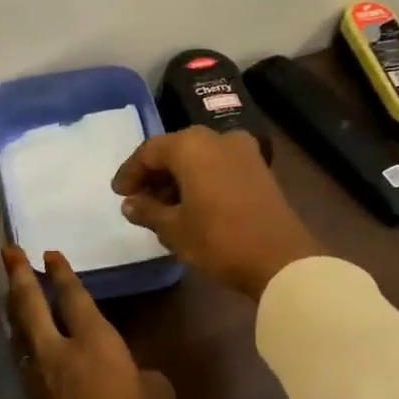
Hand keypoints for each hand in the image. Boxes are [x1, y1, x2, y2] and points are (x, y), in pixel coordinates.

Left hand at [3, 246, 174, 398]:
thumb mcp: (157, 393)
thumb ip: (138, 371)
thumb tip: (125, 372)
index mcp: (95, 343)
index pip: (73, 298)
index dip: (61, 273)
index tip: (49, 254)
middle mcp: (59, 352)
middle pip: (30, 306)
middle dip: (18, 276)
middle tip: (8, 252)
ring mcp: (39, 377)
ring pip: (20, 332)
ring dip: (15, 308)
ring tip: (12, 290)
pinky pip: (23, 358)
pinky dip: (22, 339)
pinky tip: (24, 338)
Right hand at [111, 128, 322, 298]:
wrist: (279, 259)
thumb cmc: (218, 240)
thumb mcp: (174, 229)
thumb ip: (147, 211)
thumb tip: (130, 203)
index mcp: (192, 146)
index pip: (150, 151)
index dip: (130, 172)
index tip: (119, 194)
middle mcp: (217, 139)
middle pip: (175, 150)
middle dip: (154, 174)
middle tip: (138, 199)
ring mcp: (243, 152)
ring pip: (198, 158)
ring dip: (177, 178)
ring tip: (162, 208)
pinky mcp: (258, 169)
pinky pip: (218, 166)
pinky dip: (199, 180)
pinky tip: (190, 206)